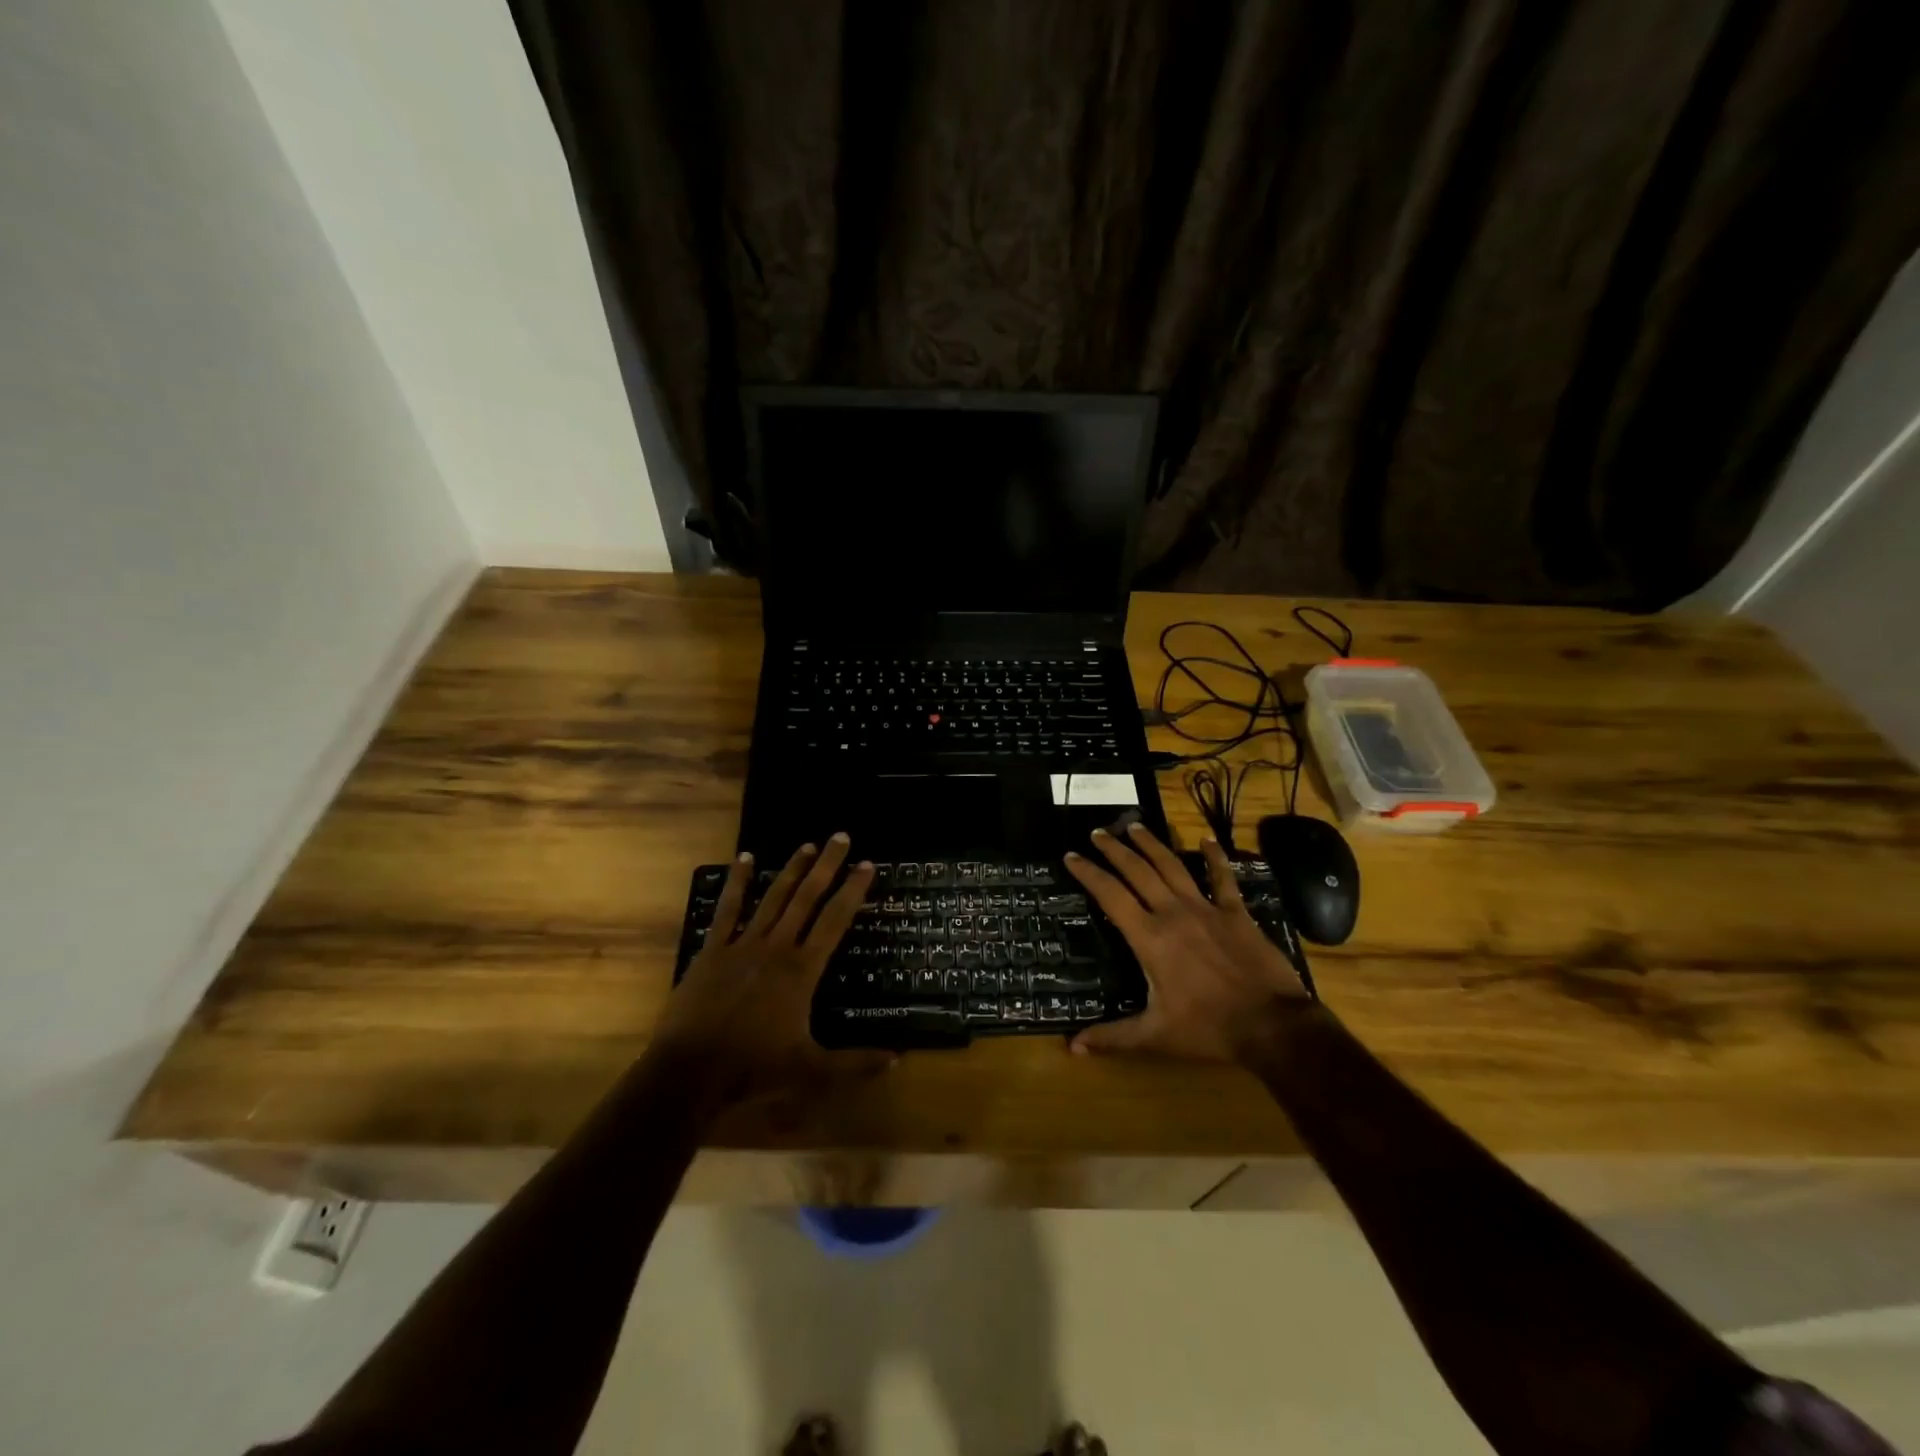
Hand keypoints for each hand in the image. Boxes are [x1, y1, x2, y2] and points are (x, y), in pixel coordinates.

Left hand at [650, 834, 890, 1110]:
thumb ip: (855, 1062)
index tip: (866, 864)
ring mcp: (742, 944)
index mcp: (802, 970)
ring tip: (807, 845)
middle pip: (807, 898)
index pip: (835, 921)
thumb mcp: (811, 1070)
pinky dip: (737, 883)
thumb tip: (898, 1058)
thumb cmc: (753, 1068)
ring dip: (791, 870)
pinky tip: (743, 858)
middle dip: (826, 866)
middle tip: (841, 837)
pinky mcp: (713, 950)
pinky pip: (728, 909)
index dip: (853, 891)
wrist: (691, 1072)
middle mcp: (777, 947)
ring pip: (772, 897)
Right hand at [1065, 822, 1311, 1061]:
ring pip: (1172, 866)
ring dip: (1151, 844)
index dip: (1088, 873)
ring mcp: (1206, 909)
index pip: (1110, 895)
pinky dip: (1215, 857)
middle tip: (1097, 833)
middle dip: (1114, 850)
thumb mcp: (1155, 1036)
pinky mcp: (1235, 913)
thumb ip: (1113, 1037)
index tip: (1070, 856)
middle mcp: (1173, 913)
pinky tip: (1207, 839)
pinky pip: (1223, 879)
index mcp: (1149, 938)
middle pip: (1138, 871)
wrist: (1272, 1025)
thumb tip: (1071, 1047)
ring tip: (1134, 826)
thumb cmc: (1208, 1029)